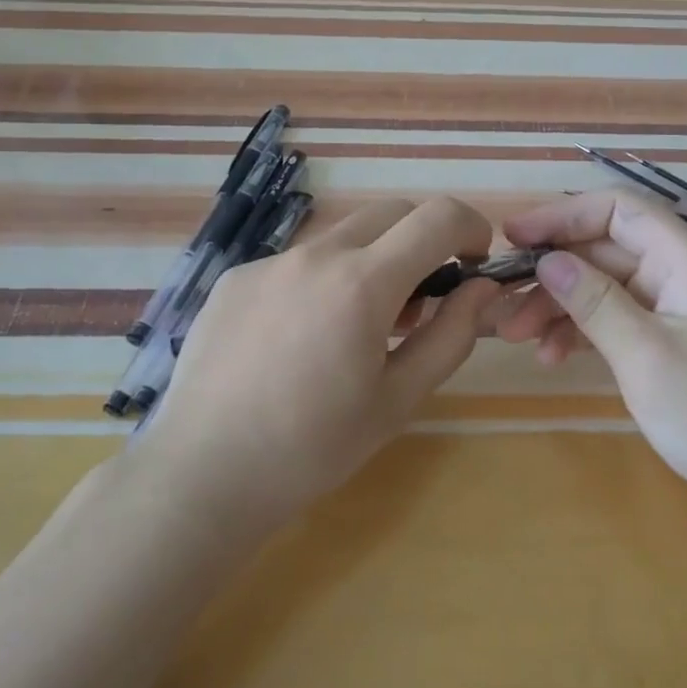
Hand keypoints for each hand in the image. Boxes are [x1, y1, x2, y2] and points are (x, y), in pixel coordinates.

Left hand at [142, 197, 500, 529]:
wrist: (203, 474)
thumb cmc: (314, 448)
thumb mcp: (400, 399)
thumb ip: (452, 334)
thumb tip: (483, 288)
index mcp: (363, 283)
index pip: (437, 217)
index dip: (470, 227)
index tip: (474, 261)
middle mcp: (316, 255)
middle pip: (392, 213)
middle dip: (422, 241)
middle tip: (418, 302)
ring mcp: (270, 262)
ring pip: (343, 238)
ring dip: (370, 262)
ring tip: (356, 328)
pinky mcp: (236, 278)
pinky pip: (297, 262)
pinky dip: (321, 281)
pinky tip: (299, 340)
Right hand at [497, 190, 686, 509]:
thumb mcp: (646, 355)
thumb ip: (594, 301)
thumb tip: (547, 260)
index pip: (617, 209)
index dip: (562, 215)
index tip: (512, 239)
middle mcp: (684, 274)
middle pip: (607, 250)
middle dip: (554, 273)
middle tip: (504, 307)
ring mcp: (681, 311)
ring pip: (608, 287)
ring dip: (563, 307)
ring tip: (519, 339)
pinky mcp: (678, 345)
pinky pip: (622, 320)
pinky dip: (586, 332)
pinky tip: (554, 357)